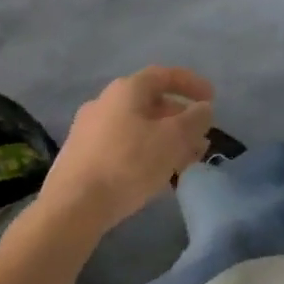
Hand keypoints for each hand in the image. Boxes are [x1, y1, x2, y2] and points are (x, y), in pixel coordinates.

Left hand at [43, 67, 214, 228]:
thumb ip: (194, 119)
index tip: (212, 98)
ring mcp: (89, 130)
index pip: (164, 75)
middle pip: (151, 103)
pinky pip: (123, 146)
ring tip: (185, 161)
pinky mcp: (81, 156)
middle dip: (180, 119)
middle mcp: (104, 102)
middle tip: (200, 138)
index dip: (191, 83)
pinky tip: (156, 175)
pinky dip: (145, 152)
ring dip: (165, 139)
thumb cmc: (128, 164)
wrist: (72, 207)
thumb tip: (203, 109)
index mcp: (126, 90)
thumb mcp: (173, 139)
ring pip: (138, 127)